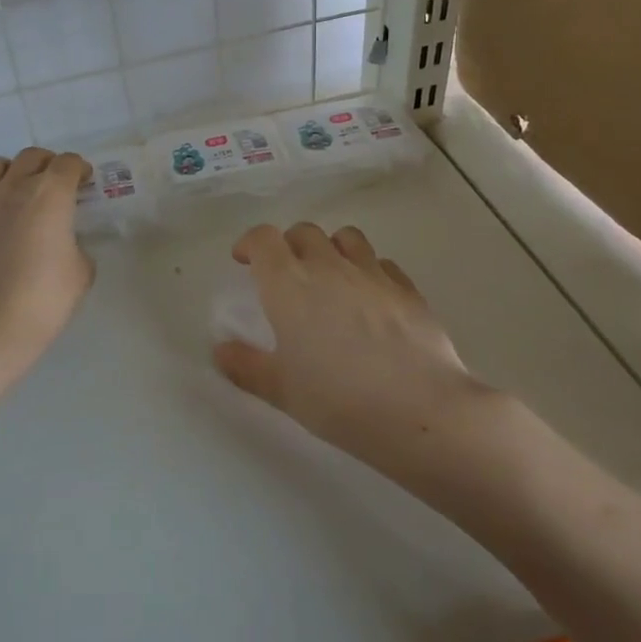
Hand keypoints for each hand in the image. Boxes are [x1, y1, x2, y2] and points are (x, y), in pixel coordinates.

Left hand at [0, 147, 95, 369]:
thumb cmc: (45, 297)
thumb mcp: (81, 271)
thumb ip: (76, 245)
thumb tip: (65, 242)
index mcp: (50, 194)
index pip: (67, 163)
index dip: (79, 169)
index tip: (85, 182)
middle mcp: (15, 187)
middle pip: (32, 157)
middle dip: (49, 164)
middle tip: (58, 185)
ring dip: (14, 171)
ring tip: (22, 192)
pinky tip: (0, 223)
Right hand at [214, 223, 504, 469]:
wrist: (420, 410)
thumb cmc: (338, 400)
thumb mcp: (281, 391)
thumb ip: (246, 366)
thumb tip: (220, 350)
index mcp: (288, 284)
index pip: (263, 238)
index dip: (250, 243)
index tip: (245, 261)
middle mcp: (327, 266)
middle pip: (303, 231)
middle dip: (289, 245)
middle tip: (287, 274)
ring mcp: (371, 273)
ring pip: (346, 237)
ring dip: (331, 248)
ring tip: (330, 275)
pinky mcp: (406, 288)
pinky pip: (382, 263)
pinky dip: (369, 271)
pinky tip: (371, 298)